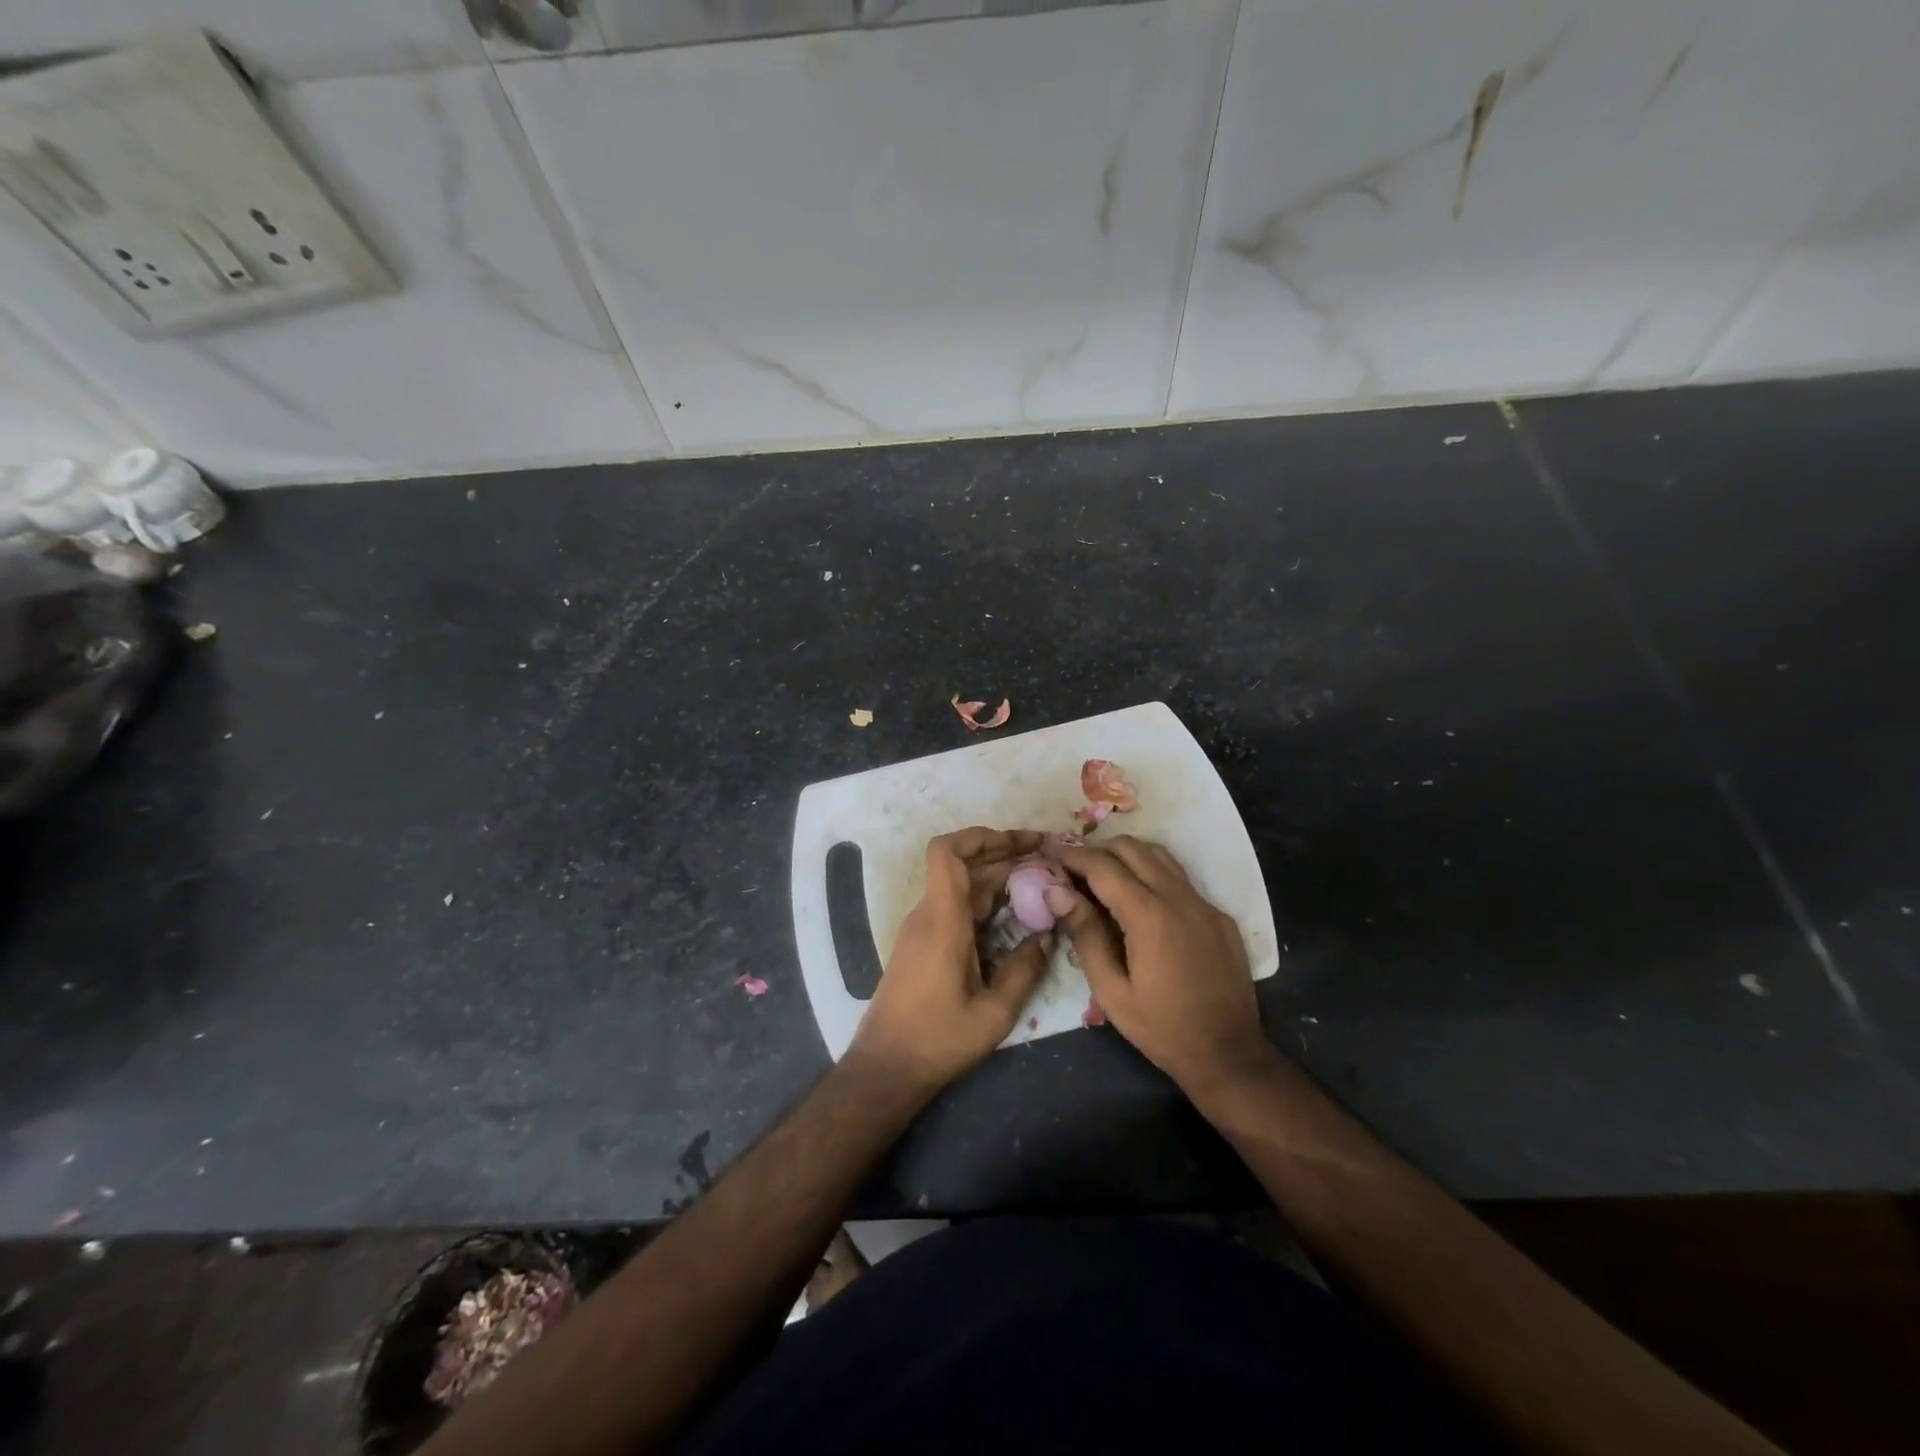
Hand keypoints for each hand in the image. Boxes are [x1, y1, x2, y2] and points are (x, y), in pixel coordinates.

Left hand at [848, 827, 1053, 1091]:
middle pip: (965, 866)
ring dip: (1000, 878)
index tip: (1022, 842)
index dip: (980, 836)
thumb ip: (1024, 969)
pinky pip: (958, 907)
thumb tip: (1048, 935)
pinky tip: (1018, 912)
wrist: (886, 1067)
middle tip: (1051, 860)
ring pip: (964, 886)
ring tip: (1043, 881)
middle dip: (1007, 855)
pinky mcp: (925, 943)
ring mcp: (925, 928)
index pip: (947, 853)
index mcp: (943, 920)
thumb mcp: (994, 1012)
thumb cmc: (937, 1040)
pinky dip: (988, 900)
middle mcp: (930, 914)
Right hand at [1048, 836, 1276, 1097]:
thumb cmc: (1162, 1029)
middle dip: (1097, 850)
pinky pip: (1180, 879)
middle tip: (1072, 868)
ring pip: (1159, 856)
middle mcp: (1179, 897)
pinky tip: (1140, 901)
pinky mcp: (1218, 915)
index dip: (1071, 854)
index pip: (1102, 865)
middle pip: (1132, 848)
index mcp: (1149, 915)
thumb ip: (1084, 935)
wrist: (1230, 1055)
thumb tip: (1056, 891)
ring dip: (1127, 856)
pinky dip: (1153, 874)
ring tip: (1102, 876)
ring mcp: (1204, 903)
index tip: (1048, 851)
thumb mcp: (1111, 991)